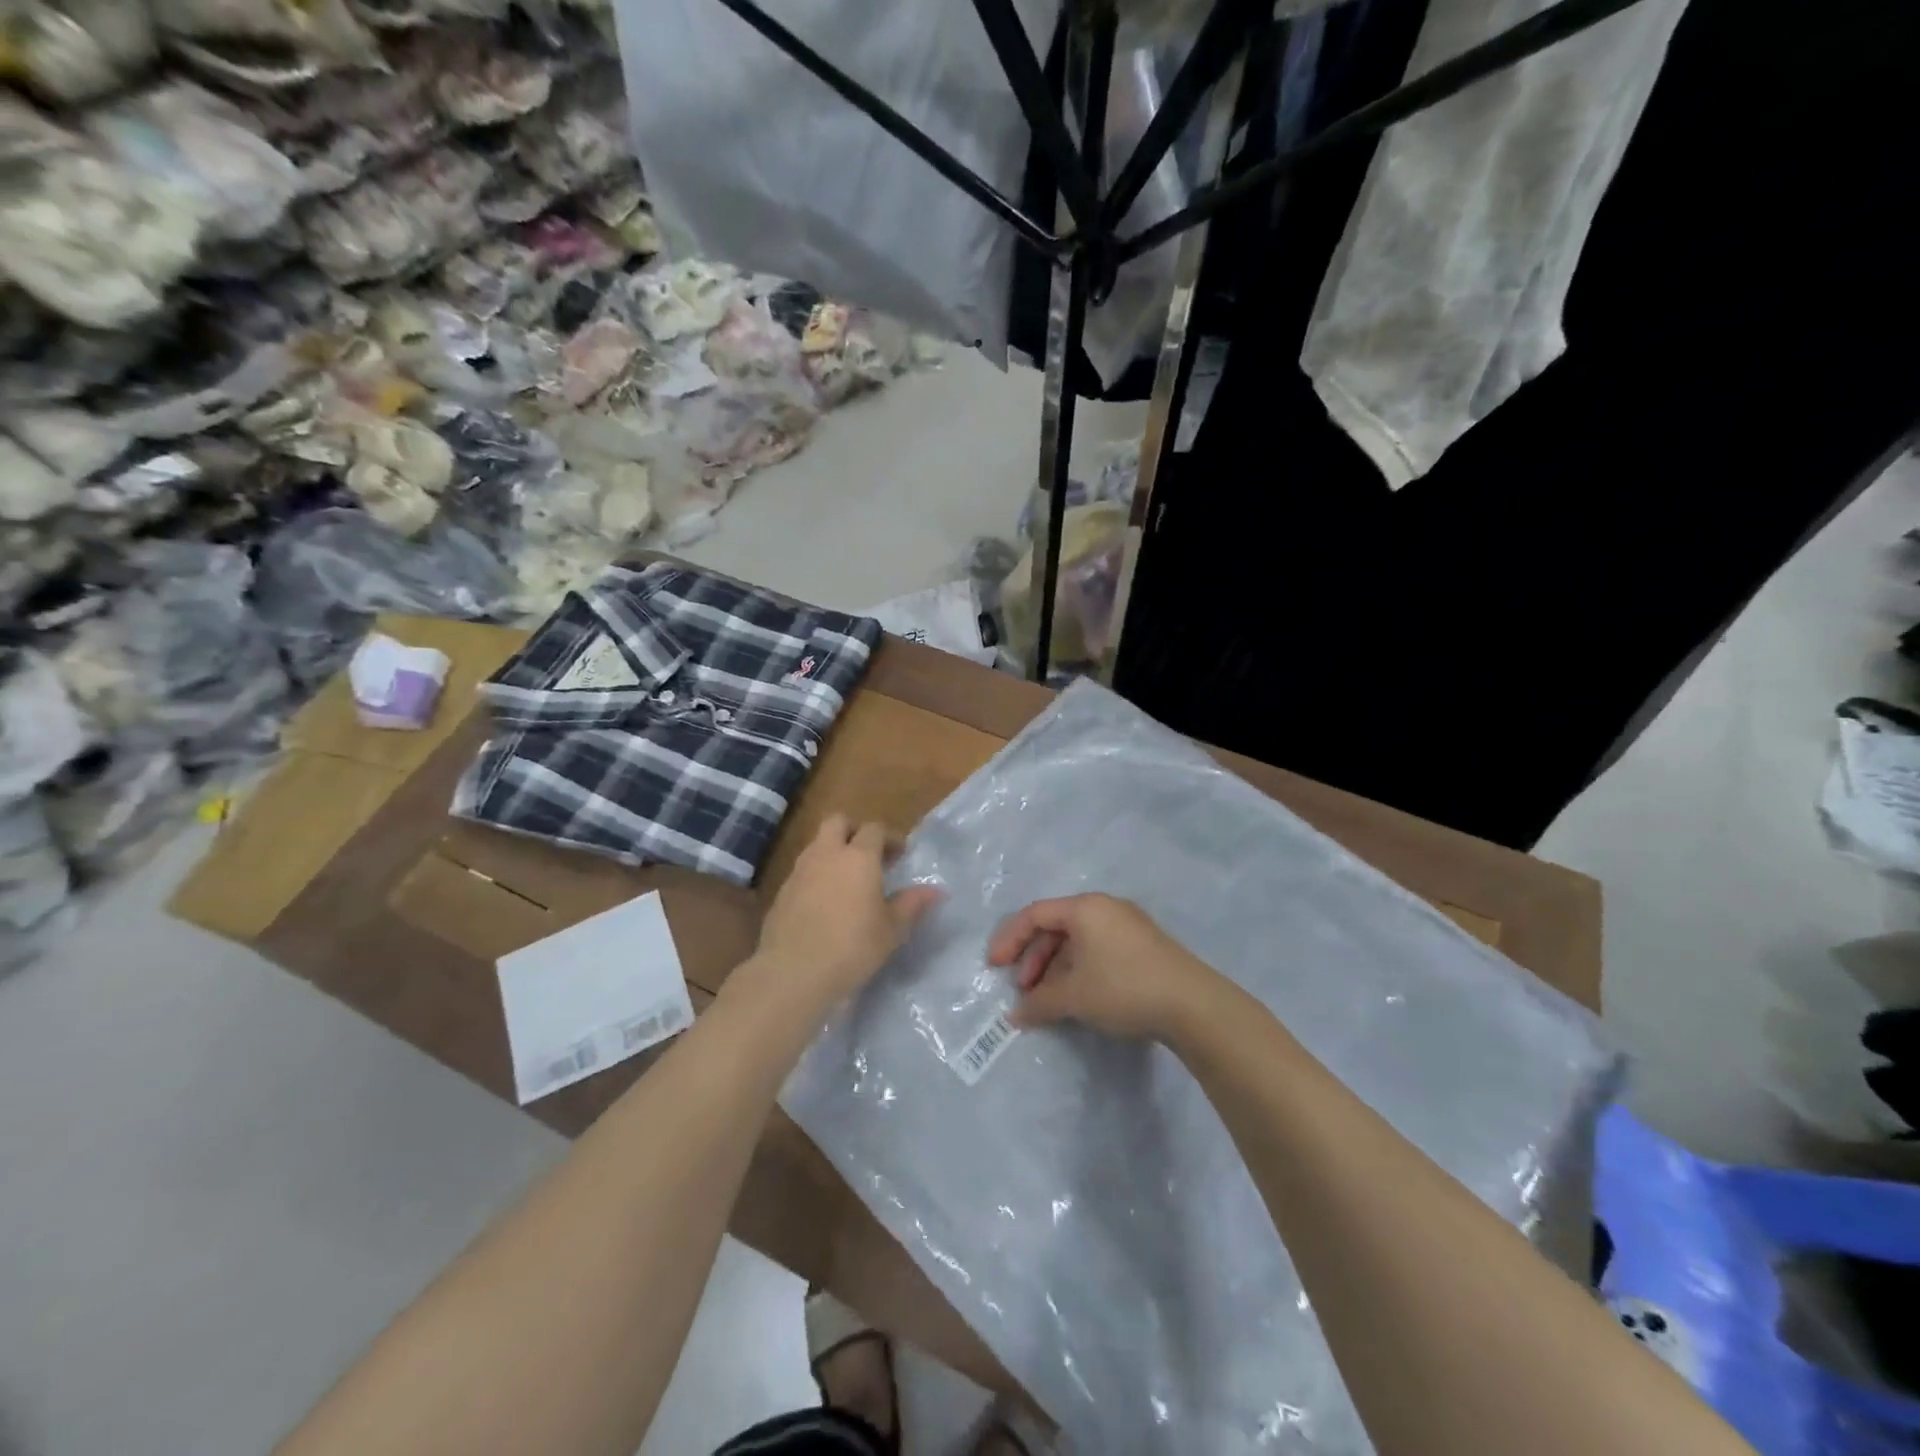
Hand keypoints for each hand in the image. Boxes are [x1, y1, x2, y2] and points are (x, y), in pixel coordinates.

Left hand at [751, 814, 939, 1011]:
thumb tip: (935, 891)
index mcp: (858, 857)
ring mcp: (800, 871)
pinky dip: (817, 875)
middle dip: (854, 830)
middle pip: (838, 822)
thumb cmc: (852, 946)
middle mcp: (827, 854)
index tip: (899, 855)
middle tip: (870, 855)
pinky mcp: (782, 891)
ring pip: (817, 844)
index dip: (889, 838)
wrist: (793, 971)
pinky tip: (825, 903)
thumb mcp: (892, 930)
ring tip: (848, 881)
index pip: (874, 829)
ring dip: (833, 852)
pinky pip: (803, 870)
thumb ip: (912, 904)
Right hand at [987, 893, 1217, 1040]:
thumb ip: (1039, 1002)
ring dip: (1055, 967)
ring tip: (1048, 998)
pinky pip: (1097, 949)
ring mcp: (1127, 925)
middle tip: (1023, 989)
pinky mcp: (1143, 945)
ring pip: (1078, 940)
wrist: (1192, 1005)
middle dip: (1033, 958)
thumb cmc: (1123, 988)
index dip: (1010, 939)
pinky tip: (1076, 996)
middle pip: (1056, 926)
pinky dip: (1078, 969)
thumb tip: (1016, 1015)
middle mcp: (1104, 907)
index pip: (1035, 914)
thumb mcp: (1074, 996)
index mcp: (1084, 907)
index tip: (994, 967)